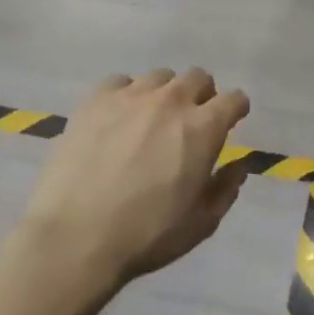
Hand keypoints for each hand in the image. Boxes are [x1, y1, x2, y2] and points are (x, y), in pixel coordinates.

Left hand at [14, 68, 251, 297]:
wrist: (75, 237)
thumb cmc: (147, 234)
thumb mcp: (201, 223)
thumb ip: (225, 189)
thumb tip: (238, 166)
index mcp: (203, 129)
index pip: (234, 99)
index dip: (236, 110)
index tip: (231, 122)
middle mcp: (171, 101)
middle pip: (197, 77)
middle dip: (202, 95)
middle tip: (191, 121)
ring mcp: (130, 96)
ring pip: (159, 77)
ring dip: (164, 93)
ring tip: (152, 118)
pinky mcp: (94, 101)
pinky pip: (119, 82)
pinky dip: (126, 95)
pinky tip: (117, 118)